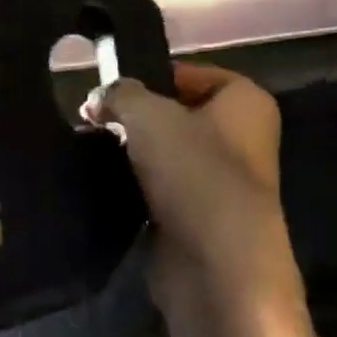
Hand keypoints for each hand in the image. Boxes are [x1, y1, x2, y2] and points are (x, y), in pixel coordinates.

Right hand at [82, 63, 301, 334]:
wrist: (215, 262)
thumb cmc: (193, 172)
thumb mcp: (148, 116)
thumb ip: (120, 95)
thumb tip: (99, 98)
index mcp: (245, 102)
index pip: (191, 74)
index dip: (149, 77)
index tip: (108, 90)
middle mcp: (241, 137)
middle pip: (176, 114)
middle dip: (133, 117)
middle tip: (91, 121)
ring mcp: (220, 180)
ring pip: (165, 153)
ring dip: (131, 153)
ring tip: (91, 150)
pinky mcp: (198, 215)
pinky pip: (159, 188)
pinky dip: (135, 186)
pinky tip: (104, 184)